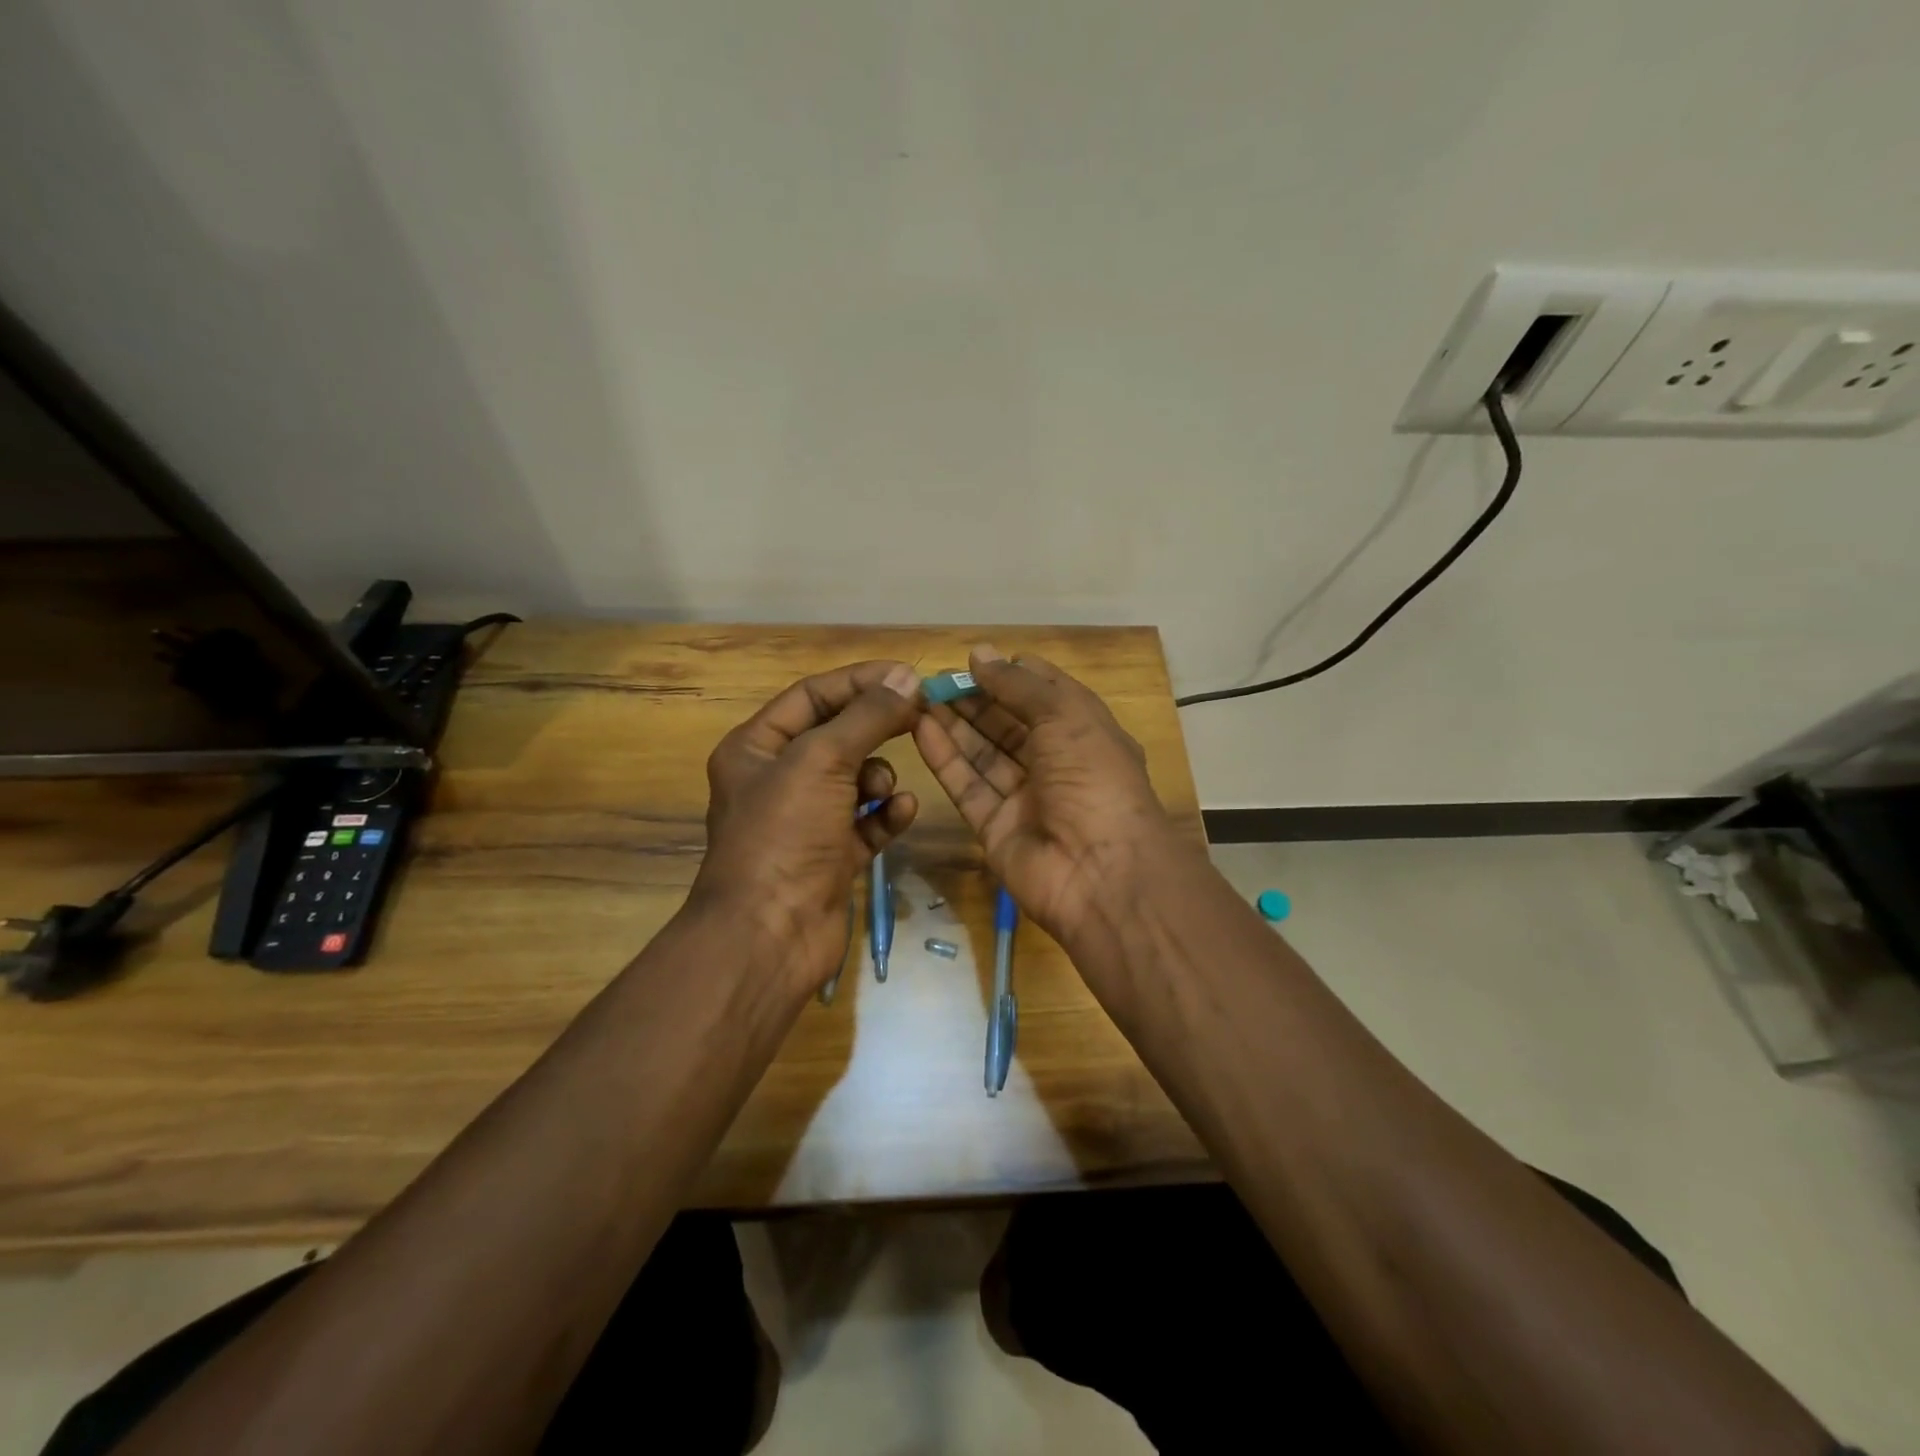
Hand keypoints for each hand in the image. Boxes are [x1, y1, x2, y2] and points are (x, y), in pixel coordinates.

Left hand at [693, 660, 922, 992]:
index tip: (908, 675)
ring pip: (855, 779)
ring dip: (878, 776)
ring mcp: (806, 820)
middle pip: (838, 735)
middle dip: (877, 726)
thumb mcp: (822, 760)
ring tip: (882, 789)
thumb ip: (867, 717)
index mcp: (756, 748)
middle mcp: (778, 779)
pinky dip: (885, 814)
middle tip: (922, 715)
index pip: (813, 696)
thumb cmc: (784, 834)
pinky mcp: (832, 856)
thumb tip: (906, 678)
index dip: (860, 681)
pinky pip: (867, 821)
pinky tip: (899, 812)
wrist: (769, 935)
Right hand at [911, 645, 1179, 946]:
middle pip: (1008, 725)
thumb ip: (1019, 685)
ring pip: (983, 754)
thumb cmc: (1093, 778)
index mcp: (1084, 733)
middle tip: (932, 680)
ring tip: (917, 697)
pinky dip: (945, 758)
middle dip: (974, 700)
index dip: (1012, 675)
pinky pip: (968, 786)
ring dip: (953, 725)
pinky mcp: (995, 828)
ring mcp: (1025, 798)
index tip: (974, 660)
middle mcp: (1056, 763)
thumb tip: (981, 654)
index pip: (1045, 695)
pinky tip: (920, 729)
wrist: (1100, 873)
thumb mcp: (1066, 716)